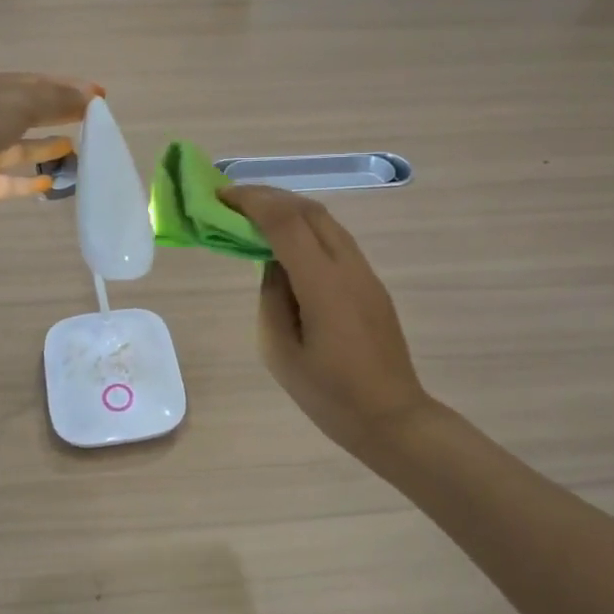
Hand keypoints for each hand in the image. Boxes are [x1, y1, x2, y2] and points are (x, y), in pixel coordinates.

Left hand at [0, 73, 101, 215]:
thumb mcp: (17, 103)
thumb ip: (56, 99)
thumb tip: (92, 95)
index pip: (39, 83)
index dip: (70, 88)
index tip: (101, 98)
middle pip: (31, 114)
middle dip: (61, 117)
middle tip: (95, 126)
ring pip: (22, 149)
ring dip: (49, 149)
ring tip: (80, 153)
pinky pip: (10, 181)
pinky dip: (30, 181)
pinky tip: (52, 182)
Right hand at [220, 185, 432, 458]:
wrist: (392, 418)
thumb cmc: (330, 395)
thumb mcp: (279, 352)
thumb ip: (271, 297)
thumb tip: (272, 263)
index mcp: (323, 284)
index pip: (285, 222)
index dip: (252, 201)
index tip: (220, 195)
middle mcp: (349, 267)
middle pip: (309, 210)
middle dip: (269, 196)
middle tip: (232, 199)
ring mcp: (366, 273)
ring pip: (326, 221)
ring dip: (289, 209)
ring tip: (255, 215)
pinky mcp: (372, 284)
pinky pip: (336, 240)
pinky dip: (306, 228)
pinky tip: (286, 243)